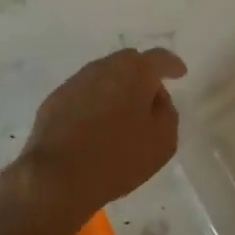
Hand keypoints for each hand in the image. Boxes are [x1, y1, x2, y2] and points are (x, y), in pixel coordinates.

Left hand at [2, 48, 186, 234]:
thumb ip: (166, 112)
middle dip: (142, 76)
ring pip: (103, 77)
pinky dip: (95, 103)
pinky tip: (96, 126)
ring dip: (116, 89)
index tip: (180, 73)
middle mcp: (102, 67)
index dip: (171, 65)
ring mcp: (75, 82)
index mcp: (133, 71)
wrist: (58, 176)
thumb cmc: (118, 157)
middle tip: (150, 99)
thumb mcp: (162, 141)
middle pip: (128, 63)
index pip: (158, 58)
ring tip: (123, 115)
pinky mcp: (54, 100)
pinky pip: (83, 94)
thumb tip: (155, 99)